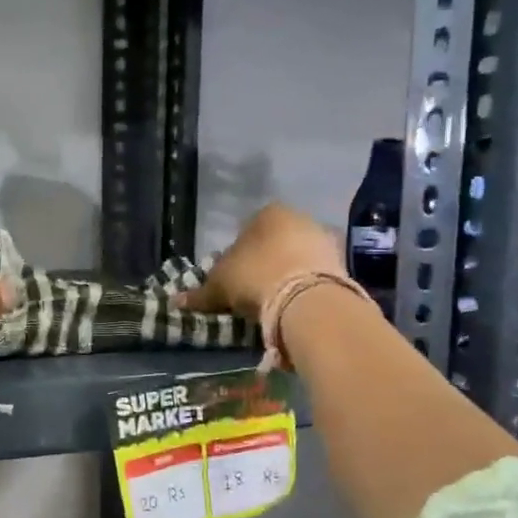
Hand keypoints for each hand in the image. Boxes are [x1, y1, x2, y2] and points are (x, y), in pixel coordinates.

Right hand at [176, 204, 346, 319]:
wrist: (307, 299)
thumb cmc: (255, 277)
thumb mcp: (219, 286)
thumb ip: (199, 293)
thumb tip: (174, 301)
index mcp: (268, 212)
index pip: (245, 230)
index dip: (236, 256)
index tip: (233, 279)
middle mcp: (299, 217)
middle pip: (275, 242)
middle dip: (264, 262)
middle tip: (252, 291)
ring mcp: (325, 239)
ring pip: (297, 257)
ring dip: (286, 274)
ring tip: (273, 301)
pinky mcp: (343, 264)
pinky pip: (315, 274)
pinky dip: (304, 286)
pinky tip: (294, 305)